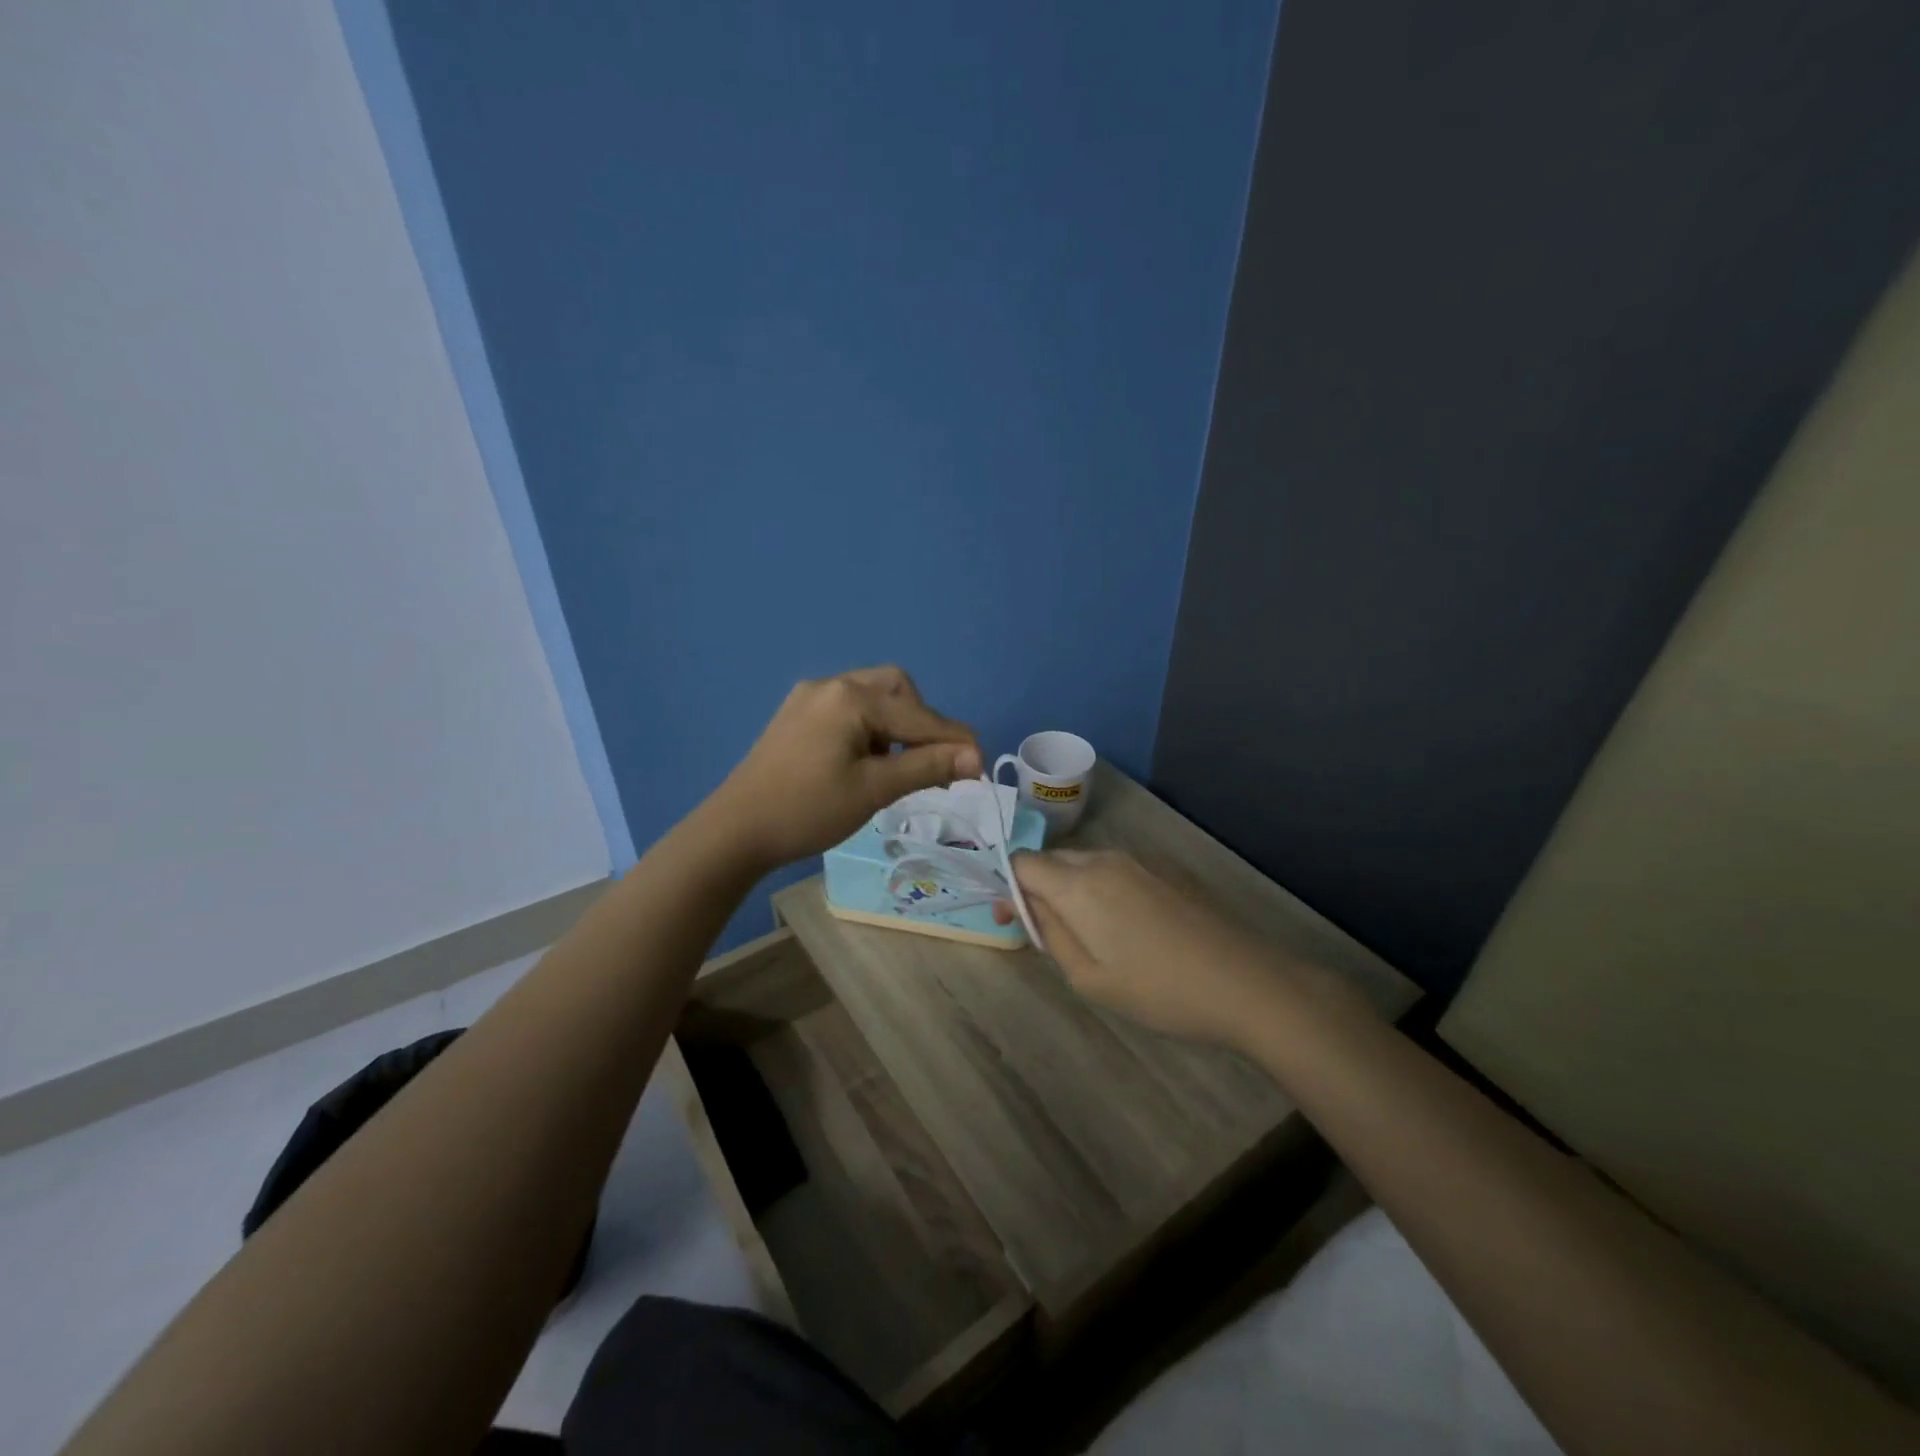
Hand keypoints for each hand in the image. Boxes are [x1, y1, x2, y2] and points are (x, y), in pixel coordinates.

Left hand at [708, 666, 980, 871]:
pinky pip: (848, 709)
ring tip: (896, 766)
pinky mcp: (796, 715)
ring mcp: (809, 697)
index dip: (955, 741)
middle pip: (897, 688)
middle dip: (922, 721)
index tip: (981, 767)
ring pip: (872, 697)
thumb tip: (975, 757)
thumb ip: (927, 766)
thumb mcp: (874, 789)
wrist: (735, 830)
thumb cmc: (807, 810)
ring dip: (896, 724)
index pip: (920, 716)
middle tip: (929, 761)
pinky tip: (865, 760)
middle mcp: (831, 685)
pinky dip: (870, 728)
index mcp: (851, 698)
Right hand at [1009, 849, 1288, 1048]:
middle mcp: (1105, 859)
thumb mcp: (1090, 978)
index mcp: (1079, 884)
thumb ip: (1050, 934)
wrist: (1246, 982)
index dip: (1008, 886)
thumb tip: (1026, 905)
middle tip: (1043, 931)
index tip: (1010, 918)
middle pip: (1053, 860)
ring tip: (1087, 934)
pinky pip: (1117, 870)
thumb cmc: (1160, 990)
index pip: (1023, 862)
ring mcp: (1141, 860)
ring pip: (1086, 864)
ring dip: (1071, 889)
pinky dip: (1103, 889)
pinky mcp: (1168, 869)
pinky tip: (1126, 926)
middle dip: (1038, 888)